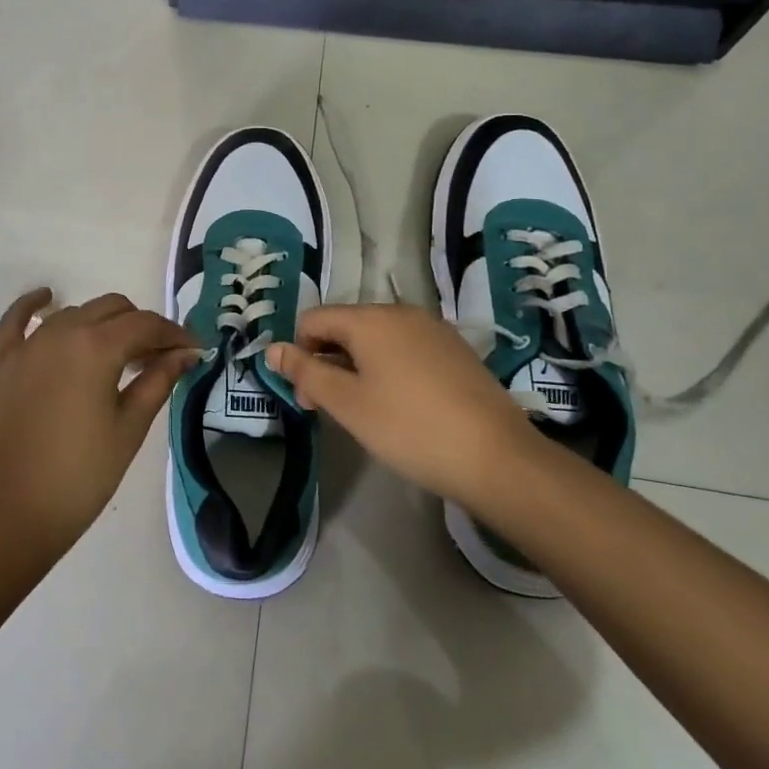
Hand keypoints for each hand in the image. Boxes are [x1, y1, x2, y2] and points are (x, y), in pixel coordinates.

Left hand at [0, 289, 199, 562]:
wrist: (10, 514)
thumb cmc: (81, 476)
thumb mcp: (129, 428)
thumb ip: (158, 381)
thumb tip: (186, 353)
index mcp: (97, 346)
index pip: (146, 325)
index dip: (174, 334)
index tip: (193, 350)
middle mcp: (62, 332)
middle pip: (112, 309)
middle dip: (141, 327)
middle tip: (157, 359)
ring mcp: (27, 345)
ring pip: (74, 313)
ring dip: (101, 325)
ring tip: (117, 355)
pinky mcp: (1, 361)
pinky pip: (15, 320)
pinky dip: (33, 305)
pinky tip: (47, 298)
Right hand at [267, 303, 539, 511]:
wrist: (496, 456)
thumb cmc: (409, 428)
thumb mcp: (347, 404)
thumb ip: (305, 372)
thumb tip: (272, 348)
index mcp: (370, 318)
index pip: (313, 319)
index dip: (299, 353)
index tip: (308, 396)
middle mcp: (401, 312)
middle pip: (345, 326)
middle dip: (327, 361)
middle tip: (331, 409)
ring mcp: (433, 329)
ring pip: (377, 339)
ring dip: (357, 367)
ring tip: (367, 411)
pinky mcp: (456, 350)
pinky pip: (406, 349)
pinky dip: (389, 369)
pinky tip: (402, 406)